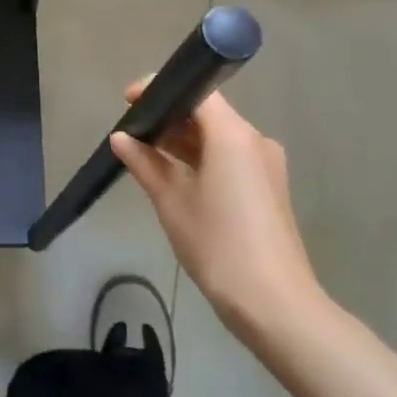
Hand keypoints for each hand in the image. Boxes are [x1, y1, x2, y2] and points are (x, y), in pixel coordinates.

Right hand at [110, 85, 323, 343]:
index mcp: (233, 134)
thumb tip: (120, 139)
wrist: (276, 306)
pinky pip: (230, 157)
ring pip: (219, 137)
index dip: (159, 91)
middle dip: (169, 118)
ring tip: (146, 154)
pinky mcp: (269, 187)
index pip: (195, 91)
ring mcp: (266, 164)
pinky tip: (176, 177)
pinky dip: (203, 158)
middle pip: (208, 112)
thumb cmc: (218, 245)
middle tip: (131, 131)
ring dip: (184, 141)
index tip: (128, 102)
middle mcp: (254, 140)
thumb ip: (145, 163)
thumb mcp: (172, 202)